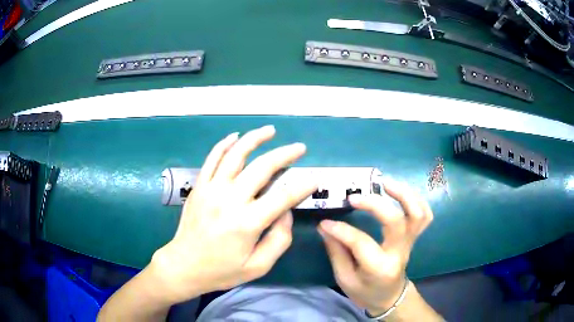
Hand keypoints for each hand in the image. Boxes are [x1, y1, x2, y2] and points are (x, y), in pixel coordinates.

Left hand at [151, 125, 316, 303]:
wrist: (184, 265)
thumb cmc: (222, 270)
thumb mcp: (258, 267)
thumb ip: (279, 240)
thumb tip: (286, 212)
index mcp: (247, 223)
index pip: (283, 196)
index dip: (302, 186)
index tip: (314, 178)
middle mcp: (230, 200)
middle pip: (263, 167)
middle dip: (285, 154)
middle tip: (300, 147)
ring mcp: (211, 189)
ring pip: (236, 155)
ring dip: (255, 139)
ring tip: (271, 130)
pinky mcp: (199, 187)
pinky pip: (212, 159)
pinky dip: (224, 144)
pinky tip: (235, 136)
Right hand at [318, 180, 432, 315]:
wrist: (390, 297)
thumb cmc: (365, 292)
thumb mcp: (345, 278)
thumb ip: (336, 251)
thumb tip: (325, 226)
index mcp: (379, 268)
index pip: (361, 243)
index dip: (341, 230)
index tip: (325, 222)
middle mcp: (399, 252)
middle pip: (396, 222)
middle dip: (375, 204)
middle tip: (355, 196)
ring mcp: (410, 243)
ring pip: (417, 213)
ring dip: (403, 194)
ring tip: (383, 183)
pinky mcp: (414, 237)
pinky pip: (425, 215)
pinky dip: (416, 199)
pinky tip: (400, 192)